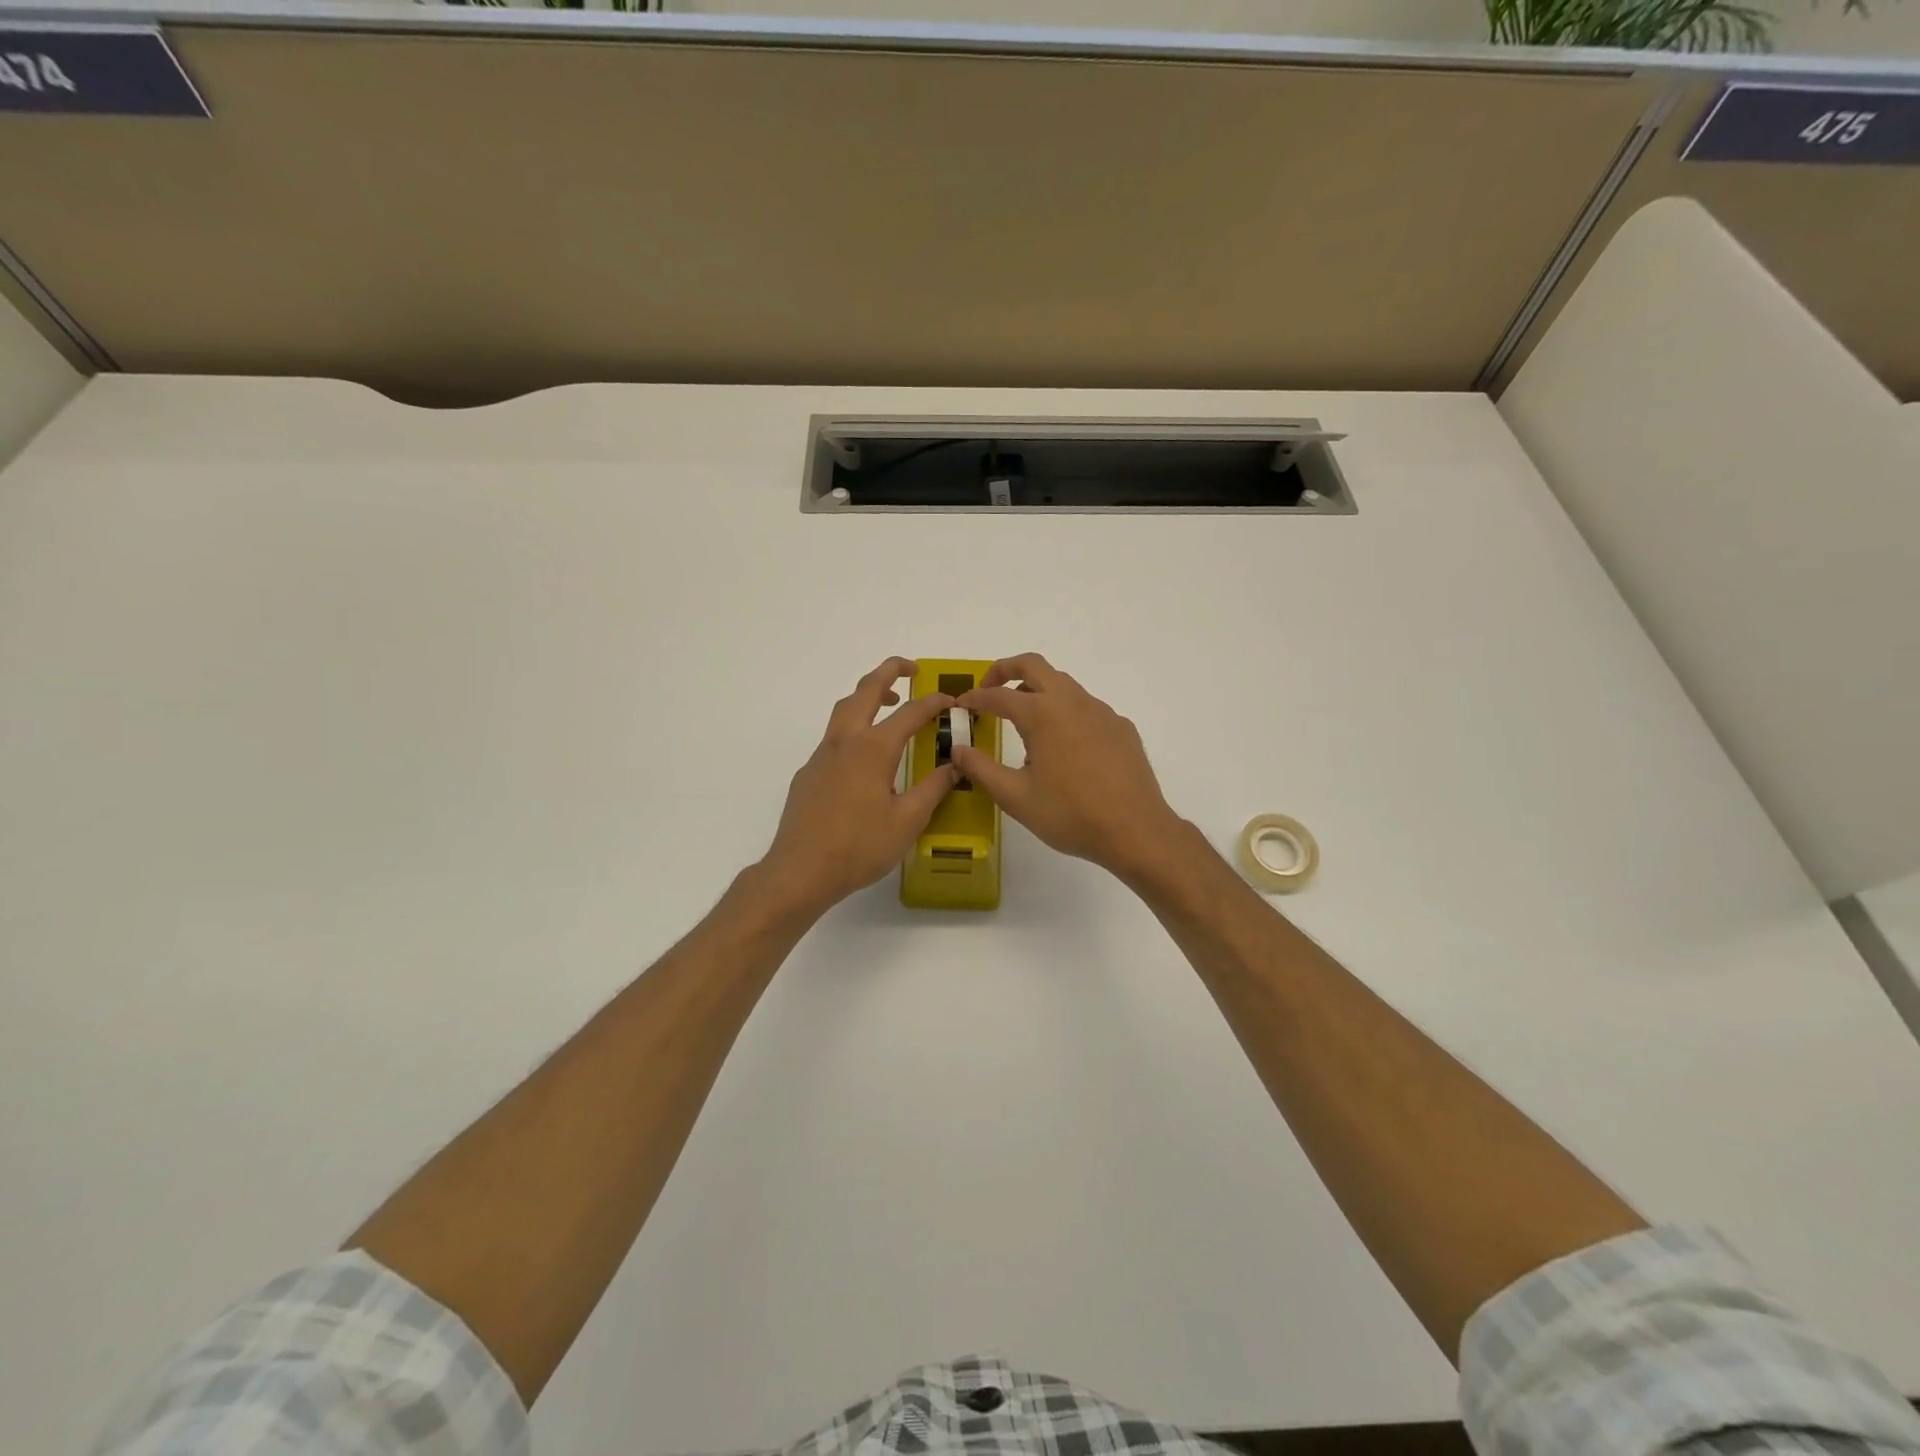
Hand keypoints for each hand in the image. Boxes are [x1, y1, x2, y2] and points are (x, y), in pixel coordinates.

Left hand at [760, 657, 958, 915]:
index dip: (934, 702)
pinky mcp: (808, 773)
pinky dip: (854, 727)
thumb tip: (954, 765)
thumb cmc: (859, 847)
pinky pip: (833, 736)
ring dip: (868, 696)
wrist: (800, 871)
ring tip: (889, 704)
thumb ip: (933, 788)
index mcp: (874, 749)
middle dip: (889, 672)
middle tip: (912, 669)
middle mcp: (845, 741)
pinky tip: (864, 758)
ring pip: (844, 709)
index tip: (951, 700)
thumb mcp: (908, 820)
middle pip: (866, 690)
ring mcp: (822, 755)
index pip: (911, 712)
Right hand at [951, 653, 1185, 883]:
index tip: (961, 705)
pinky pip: (1086, 707)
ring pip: (1063, 684)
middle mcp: (1072, 701)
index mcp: (1042, 714)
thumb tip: (958, 750)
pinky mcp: (1121, 727)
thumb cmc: (1070, 814)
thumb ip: (981, 769)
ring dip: (1037, 691)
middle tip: (989, 689)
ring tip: (1023, 723)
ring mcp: (1101, 711)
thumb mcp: (1016, 797)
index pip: (999, 695)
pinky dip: (1065, 712)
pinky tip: (1064, 747)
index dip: (976, 698)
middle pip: (1033, 665)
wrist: (1136, 830)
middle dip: (1005, 670)